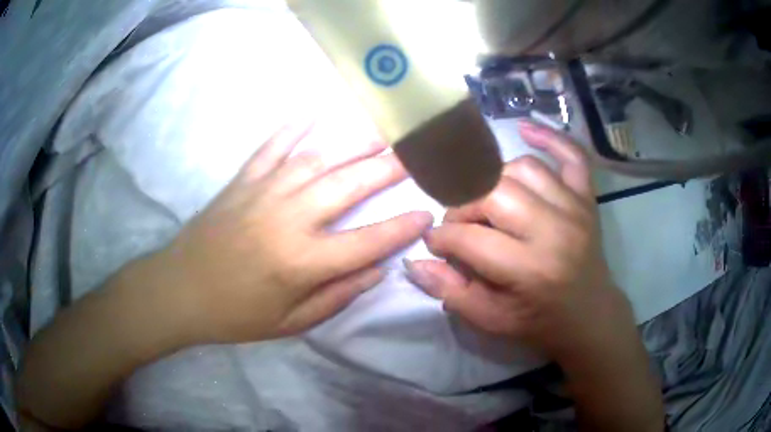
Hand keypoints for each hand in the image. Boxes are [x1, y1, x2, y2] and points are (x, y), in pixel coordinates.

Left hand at [149, 122, 432, 343]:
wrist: (180, 291)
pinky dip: (291, 128)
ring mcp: (262, 193)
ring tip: (379, 131)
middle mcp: (288, 219)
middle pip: (347, 186)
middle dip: (386, 168)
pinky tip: (311, 111)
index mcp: (302, 262)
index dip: (401, 228)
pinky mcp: (241, 181)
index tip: (426, 213)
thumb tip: (377, 270)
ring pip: (316, 159)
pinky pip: (271, 148)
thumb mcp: (291, 323)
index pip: (367, 241)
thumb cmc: (235, 314)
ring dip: (351, 143)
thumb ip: (337, 296)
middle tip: (412, 153)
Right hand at [405, 121, 632, 359]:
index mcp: (530, 270)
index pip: (468, 237)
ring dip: (495, 180)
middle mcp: (555, 231)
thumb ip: (449, 291)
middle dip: (464, 205)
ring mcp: (575, 208)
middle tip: (461, 223)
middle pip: (494, 193)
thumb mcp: (489, 320)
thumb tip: (414, 260)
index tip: (436, 243)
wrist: (589, 314)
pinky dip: (550, 138)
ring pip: (523, 168)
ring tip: (488, 200)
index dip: (441, 237)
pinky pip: (572, 155)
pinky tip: (524, 129)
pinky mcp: (587, 198)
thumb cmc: (538, 321)